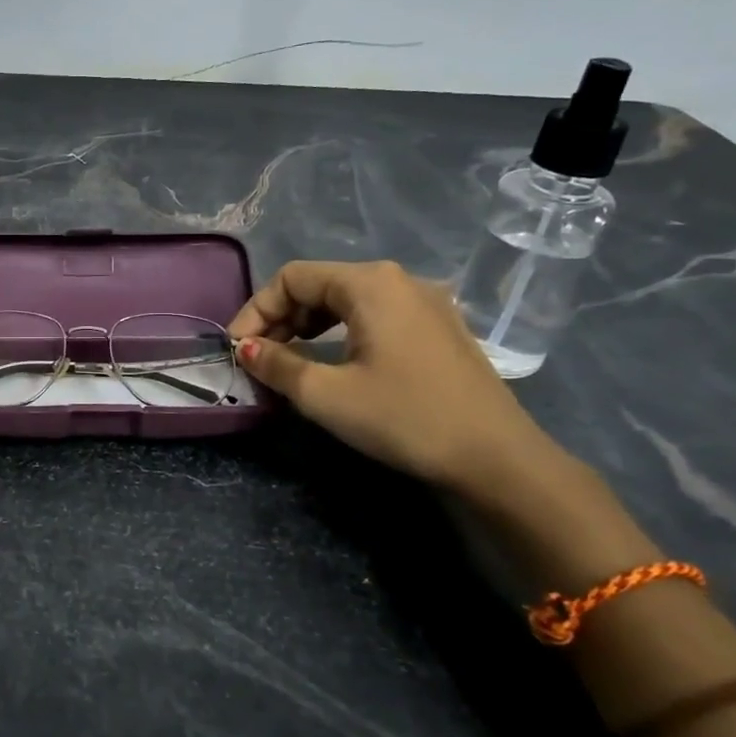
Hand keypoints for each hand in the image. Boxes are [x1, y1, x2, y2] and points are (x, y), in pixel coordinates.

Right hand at [227, 260, 560, 494]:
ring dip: (309, 326)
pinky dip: (342, 332)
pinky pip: (375, 315)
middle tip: (260, 358)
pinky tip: (335, 362)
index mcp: (369, 283)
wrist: (496, 458)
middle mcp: (398, 280)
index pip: (292, 278)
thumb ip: (277, 365)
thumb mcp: (326, 395)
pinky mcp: (439, 328)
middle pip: (320, 284)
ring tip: (289, 360)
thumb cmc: (404, 418)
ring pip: (348, 300)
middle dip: (281, 318)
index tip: (238, 349)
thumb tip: (247, 348)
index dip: (256, 310)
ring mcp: (425, 302)